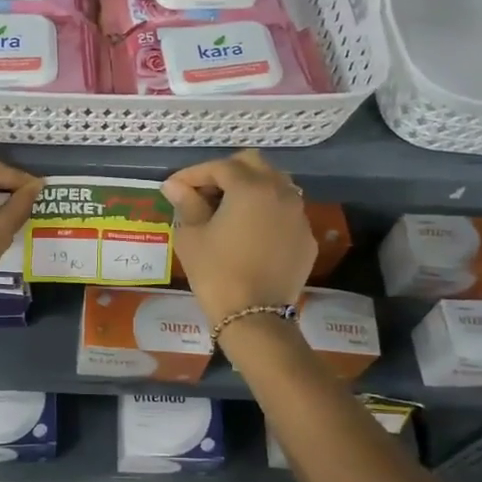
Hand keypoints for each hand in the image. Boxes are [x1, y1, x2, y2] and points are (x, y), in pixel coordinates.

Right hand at [162, 150, 314, 325]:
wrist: (255, 317)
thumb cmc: (216, 272)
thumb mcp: (192, 236)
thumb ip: (186, 203)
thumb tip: (174, 186)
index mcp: (251, 188)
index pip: (219, 167)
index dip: (193, 174)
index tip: (174, 187)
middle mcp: (281, 192)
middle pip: (253, 164)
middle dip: (226, 171)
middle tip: (203, 191)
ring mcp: (298, 215)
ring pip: (276, 184)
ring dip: (250, 187)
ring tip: (227, 207)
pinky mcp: (306, 238)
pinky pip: (285, 212)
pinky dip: (266, 211)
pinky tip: (249, 231)